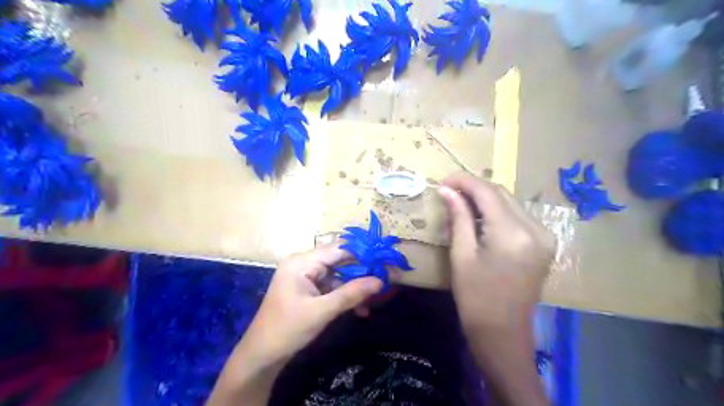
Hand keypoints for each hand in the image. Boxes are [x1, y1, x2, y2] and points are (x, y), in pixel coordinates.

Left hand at [239, 244, 383, 366]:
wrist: (261, 356)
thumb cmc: (287, 330)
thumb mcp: (322, 311)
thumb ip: (351, 294)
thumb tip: (380, 281)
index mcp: (301, 262)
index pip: (338, 249)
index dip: (362, 253)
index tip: (384, 260)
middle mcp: (303, 264)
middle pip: (339, 260)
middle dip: (361, 271)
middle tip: (385, 278)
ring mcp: (305, 276)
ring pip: (338, 275)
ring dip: (355, 287)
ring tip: (374, 298)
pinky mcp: (308, 289)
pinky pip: (332, 286)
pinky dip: (345, 296)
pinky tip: (360, 309)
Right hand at [438, 177, 555, 334]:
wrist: (503, 332)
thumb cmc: (475, 297)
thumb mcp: (462, 255)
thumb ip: (458, 217)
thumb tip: (446, 190)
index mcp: (512, 234)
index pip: (487, 192)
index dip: (463, 181)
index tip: (443, 181)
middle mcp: (535, 229)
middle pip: (501, 193)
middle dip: (473, 189)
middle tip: (448, 194)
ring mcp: (544, 236)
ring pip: (509, 203)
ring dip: (484, 201)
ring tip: (460, 210)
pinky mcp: (544, 243)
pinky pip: (517, 216)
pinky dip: (496, 213)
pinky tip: (479, 222)